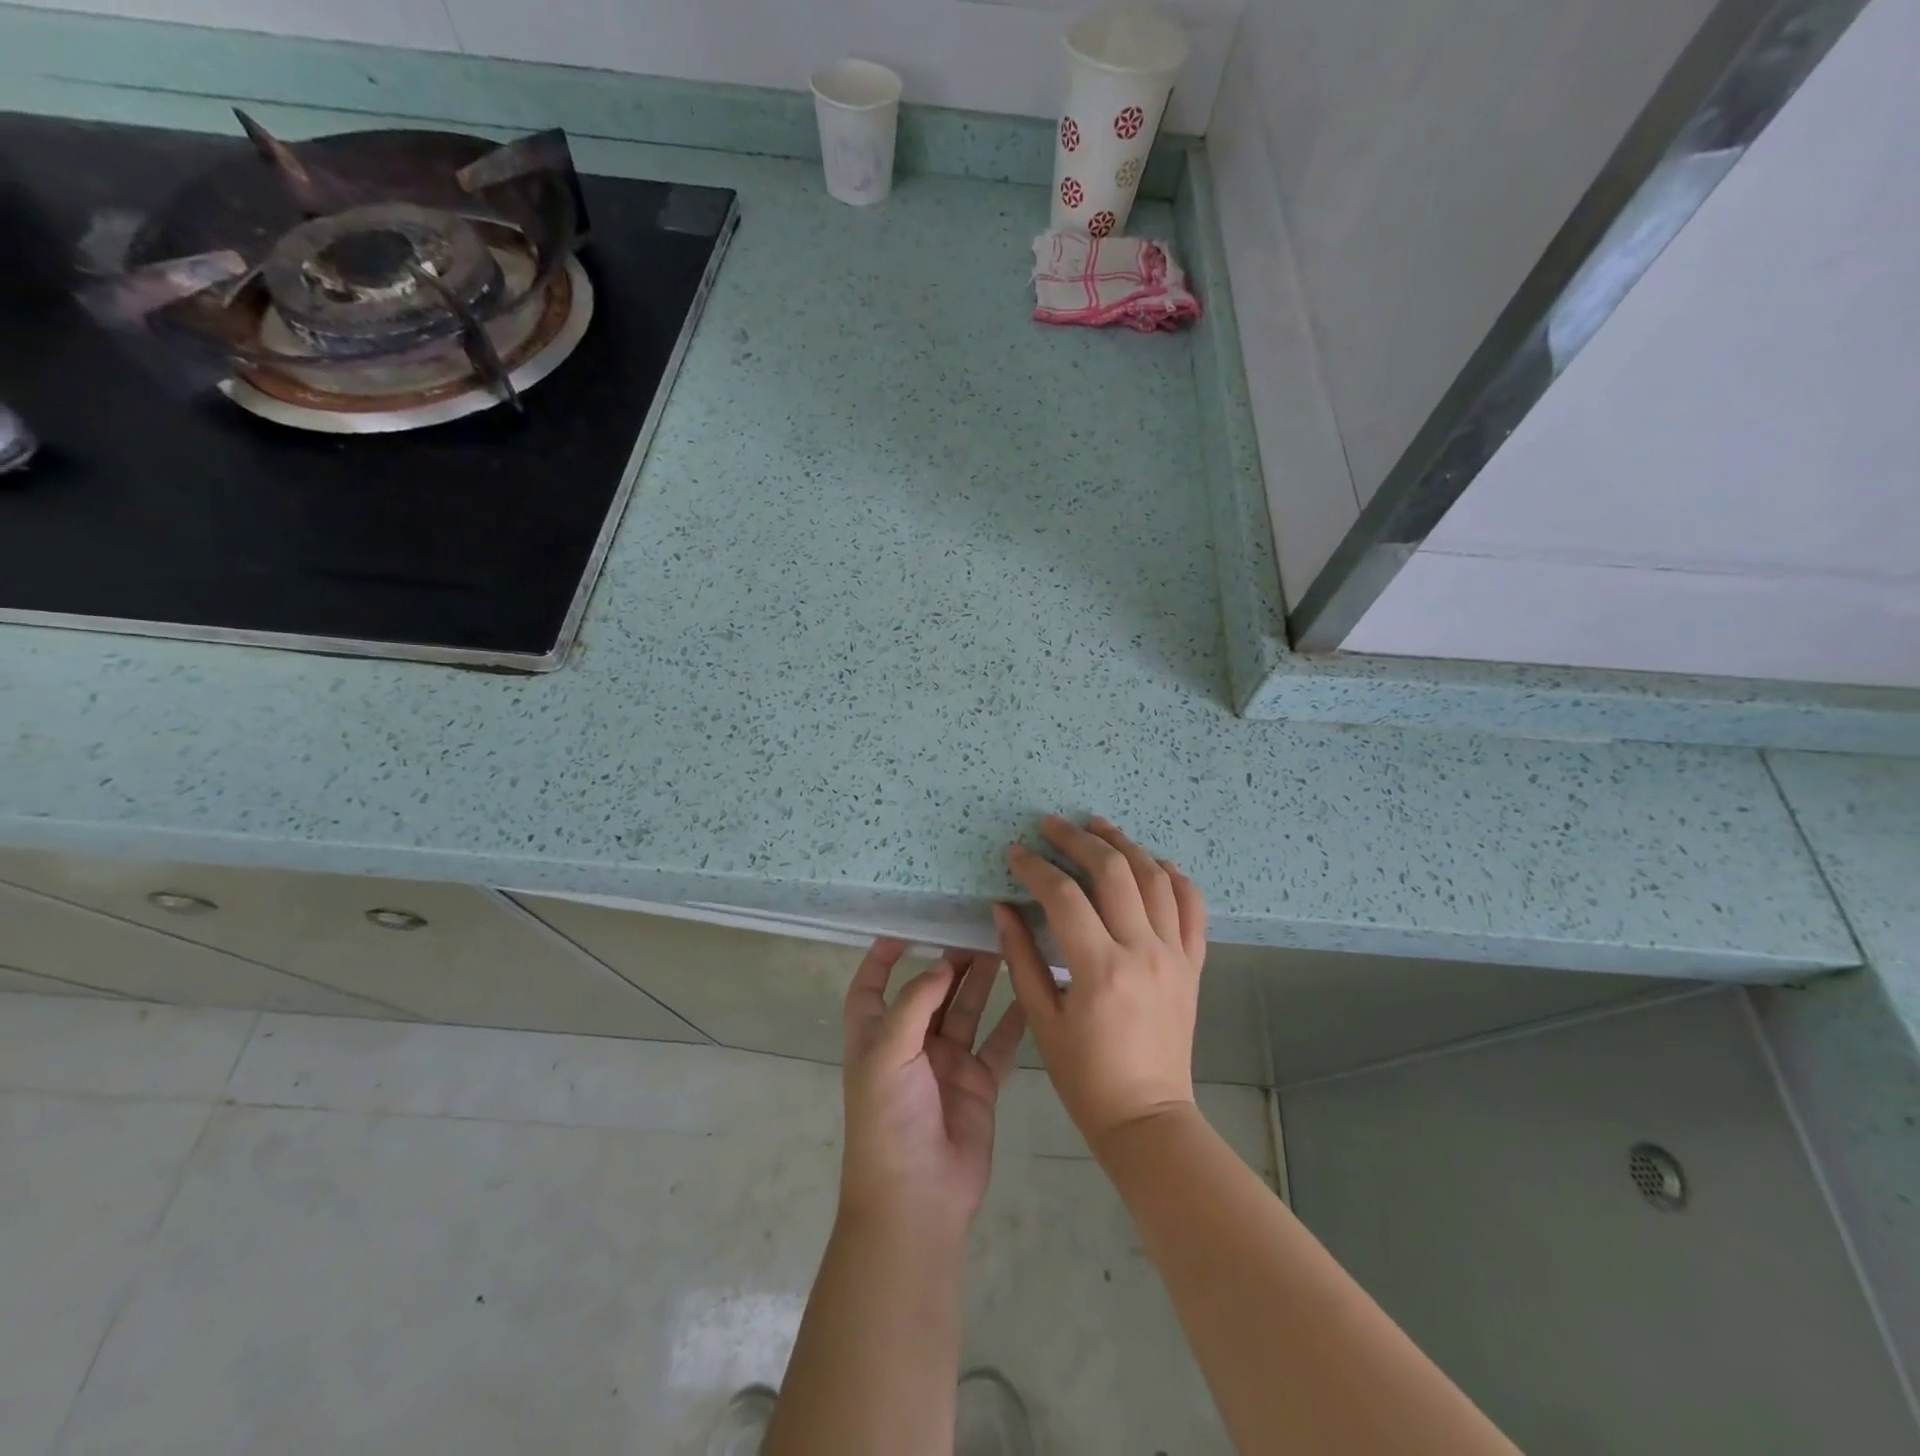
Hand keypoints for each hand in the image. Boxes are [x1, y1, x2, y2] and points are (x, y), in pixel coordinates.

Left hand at [838, 939, 1026, 1239]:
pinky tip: (1030, 994)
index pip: (871, 989)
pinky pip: (998, 1044)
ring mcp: (947, 1065)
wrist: (917, 1198)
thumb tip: (941, 966)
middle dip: (948, 964)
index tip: (905, 931)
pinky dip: (1013, 1021)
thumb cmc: (888, 1120)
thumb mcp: (888, 1054)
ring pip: (966, 1012)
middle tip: (975, 932)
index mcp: (876, 1038)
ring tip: (1003, 948)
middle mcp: (911, 1046)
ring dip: (982, 983)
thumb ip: (915, 1004)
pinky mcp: (978, 1084)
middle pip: (929, 994)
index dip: (881, 960)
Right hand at [994, 815, 1207, 1154]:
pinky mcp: (1193, 966)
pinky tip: (1156, 862)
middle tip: (1052, 825)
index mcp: (1100, 969)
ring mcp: (1175, 956)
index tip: (1016, 853)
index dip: (1035, 868)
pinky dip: (1176, 878)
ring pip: (1156, 879)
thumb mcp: (1042, 1021)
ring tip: (1099, 826)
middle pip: (1114, 872)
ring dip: (1125, 845)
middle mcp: (1143, 952)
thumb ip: (1021, 959)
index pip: (1064, 896)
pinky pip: (1193, 909)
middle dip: (1079, 840)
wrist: (1148, 1118)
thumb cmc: (1085, 1077)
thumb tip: (1003, 907)